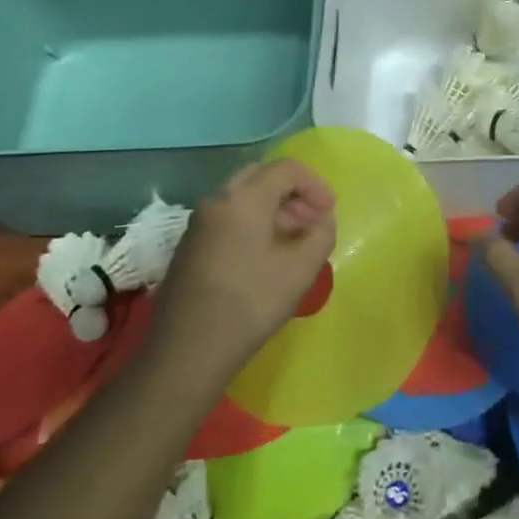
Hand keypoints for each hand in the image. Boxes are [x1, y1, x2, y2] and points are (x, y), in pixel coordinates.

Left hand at [153, 159, 337, 367]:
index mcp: (244, 198)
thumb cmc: (250, 303)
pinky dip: (254, 221)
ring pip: (243, 197)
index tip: (330, 212)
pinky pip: (229, 216)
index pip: (286, 169)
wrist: (188, 349)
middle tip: (313, 220)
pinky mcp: (190, 244)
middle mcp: (217, 200)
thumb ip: (321, 235)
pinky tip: (267, 255)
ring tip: (296, 239)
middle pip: (262, 176)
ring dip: (275, 208)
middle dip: (294, 193)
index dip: (315, 184)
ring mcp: (199, 222)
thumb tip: (323, 220)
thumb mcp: (301, 269)